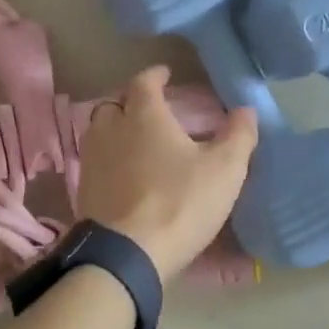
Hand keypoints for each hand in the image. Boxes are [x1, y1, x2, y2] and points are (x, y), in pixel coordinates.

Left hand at [77, 65, 259, 280]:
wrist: (127, 255)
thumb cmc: (180, 202)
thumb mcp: (225, 169)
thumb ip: (238, 135)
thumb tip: (245, 109)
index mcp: (144, 116)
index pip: (144, 82)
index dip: (155, 75)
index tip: (165, 74)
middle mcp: (111, 130)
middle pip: (114, 104)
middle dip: (131, 103)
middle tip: (150, 111)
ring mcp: (92, 161)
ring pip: (99, 133)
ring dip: (116, 131)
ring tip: (136, 142)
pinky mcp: (83, 191)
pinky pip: (95, 163)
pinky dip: (109, 161)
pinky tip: (124, 175)